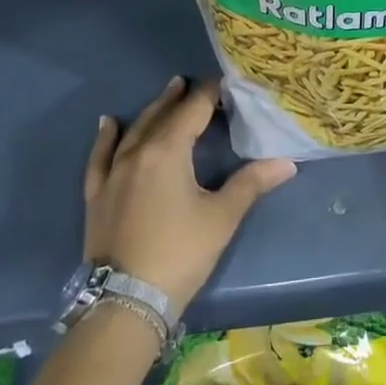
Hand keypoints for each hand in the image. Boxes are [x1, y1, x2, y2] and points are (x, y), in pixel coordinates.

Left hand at [84, 75, 296, 315]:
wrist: (126, 302)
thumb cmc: (180, 253)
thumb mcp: (222, 217)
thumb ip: (251, 183)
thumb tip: (287, 162)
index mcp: (168, 151)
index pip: (193, 111)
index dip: (209, 94)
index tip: (224, 81)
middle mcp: (137, 153)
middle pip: (161, 116)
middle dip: (179, 98)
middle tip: (191, 83)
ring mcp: (113, 174)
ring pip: (133, 131)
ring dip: (151, 110)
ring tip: (165, 93)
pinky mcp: (97, 196)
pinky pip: (100, 157)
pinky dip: (105, 138)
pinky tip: (107, 124)